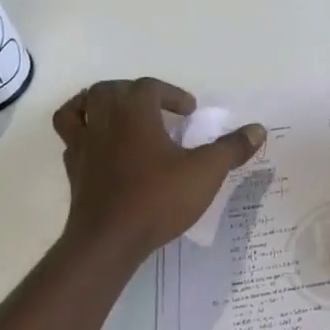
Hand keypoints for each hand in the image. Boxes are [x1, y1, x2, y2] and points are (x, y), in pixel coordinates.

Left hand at [56, 78, 264, 263]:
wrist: (109, 242)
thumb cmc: (158, 199)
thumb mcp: (206, 172)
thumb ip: (231, 148)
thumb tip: (258, 129)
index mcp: (134, 115)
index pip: (148, 87)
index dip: (171, 94)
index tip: (189, 112)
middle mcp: (104, 123)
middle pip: (108, 90)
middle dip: (131, 91)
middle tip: (154, 107)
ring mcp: (84, 147)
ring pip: (77, 109)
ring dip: (95, 104)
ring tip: (116, 115)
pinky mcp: (74, 172)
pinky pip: (71, 141)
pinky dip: (84, 136)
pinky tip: (103, 150)